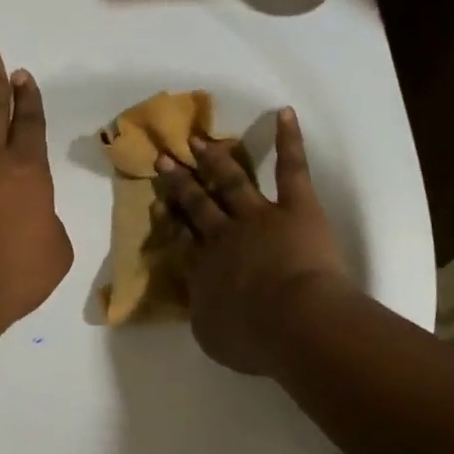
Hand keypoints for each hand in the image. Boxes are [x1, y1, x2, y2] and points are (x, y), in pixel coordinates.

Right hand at [154, 108, 351, 376]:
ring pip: (231, 180)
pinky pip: (291, 169)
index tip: (158, 202)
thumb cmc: (252, 338)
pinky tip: (284, 114)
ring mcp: (258, 216)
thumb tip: (199, 299)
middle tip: (164, 159)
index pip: (181, 236)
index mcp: (202, 267)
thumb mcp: (210, 335)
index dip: (169, 217)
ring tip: (198, 139)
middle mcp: (223, 235)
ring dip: (215, 159)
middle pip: (197, 203)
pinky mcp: (296, 207)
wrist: (295, 322)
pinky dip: (288, 141)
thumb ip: (202, 312)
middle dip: (180, 181)